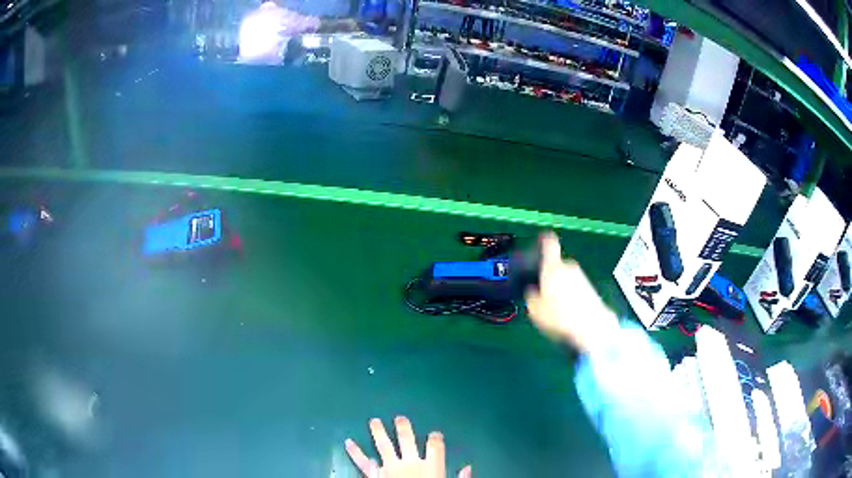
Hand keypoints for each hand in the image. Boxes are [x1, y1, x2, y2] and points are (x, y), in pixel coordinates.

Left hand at [345, 416, 471, 477]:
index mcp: (431, 467)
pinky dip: (355, 452)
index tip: (435, 434)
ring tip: (374, 421)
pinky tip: (348, 443)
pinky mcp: (374, 475)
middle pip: (407, 440)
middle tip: (399, 418)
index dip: (436, 438)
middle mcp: (410, 463)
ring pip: (383, 446)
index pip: (435, 446)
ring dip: (378, 432)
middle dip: (403, 428)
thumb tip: (468, 467)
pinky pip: (363, 463)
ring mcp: (389, 468)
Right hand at [524, 232, 618, 352]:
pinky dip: (571, 296)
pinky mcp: (591, 290)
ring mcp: (582, 278)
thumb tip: (533, 291)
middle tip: (543, 293)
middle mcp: (569, 267)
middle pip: (557, 266)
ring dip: (562, 288)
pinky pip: (576, 289)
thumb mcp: (535, 310)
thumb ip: (531, 296)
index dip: (545, 240)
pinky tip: (568, 313)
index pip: (549, 245)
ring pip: (567, 278)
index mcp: (553, 267)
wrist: (592, 327)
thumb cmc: (560, 316)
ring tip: (556, 307)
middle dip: (551, 277)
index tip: (542, 238)